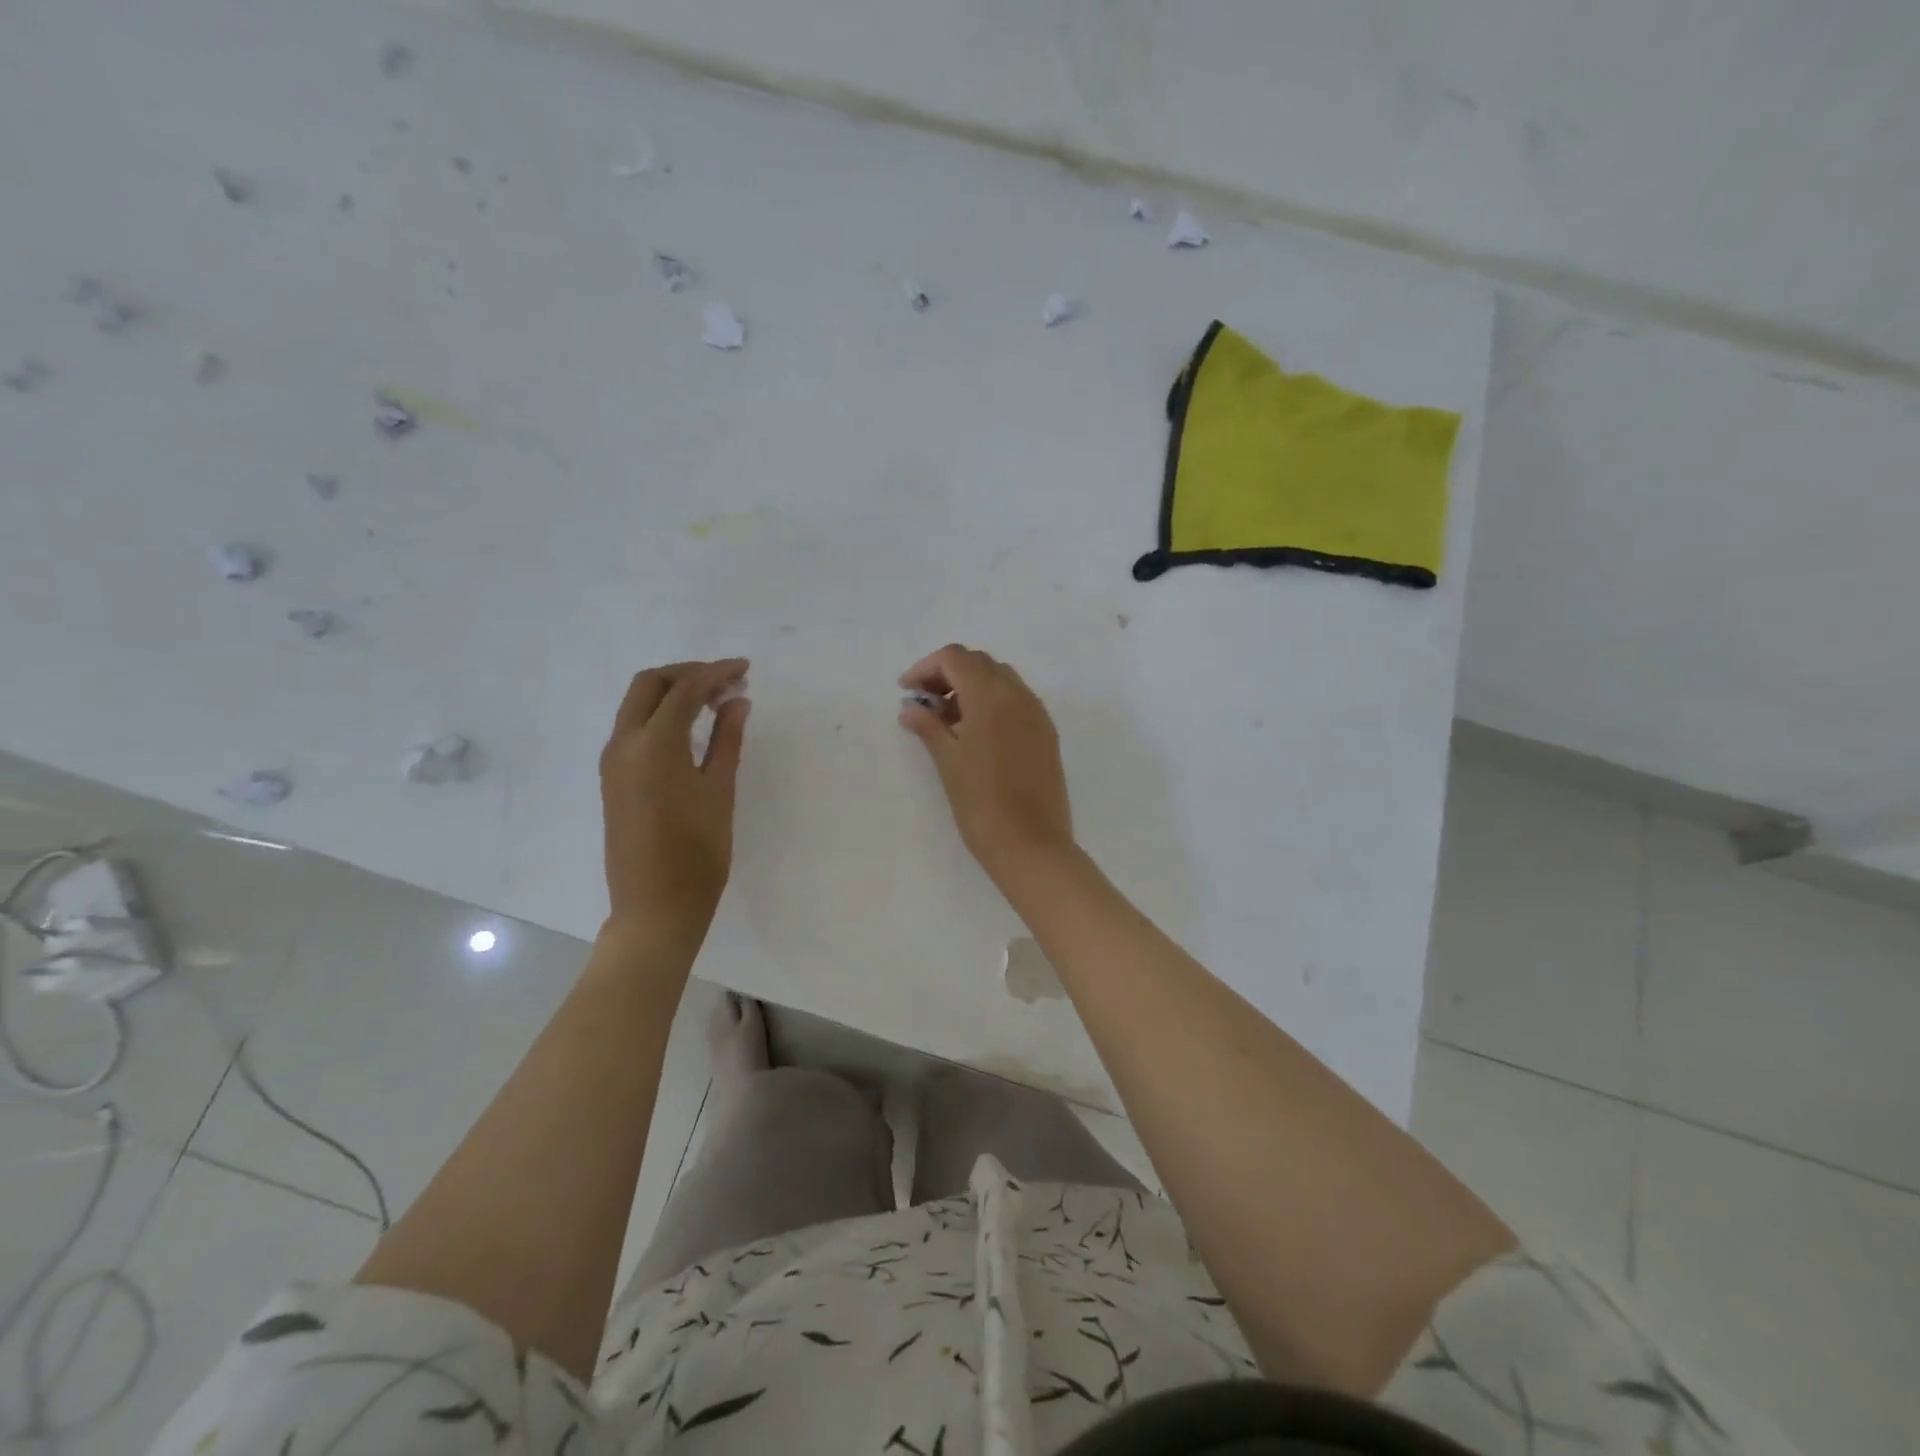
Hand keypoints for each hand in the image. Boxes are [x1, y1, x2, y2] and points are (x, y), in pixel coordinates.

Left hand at [599, 659, 749, 937]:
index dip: (716, 673)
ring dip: (673, 693)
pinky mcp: (612, 779)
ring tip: (716, 703)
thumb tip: (737, 701)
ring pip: (637, 704)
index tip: (745, 670)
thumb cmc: (698, 853)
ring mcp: (613, 762)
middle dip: (688, 674)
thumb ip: (727, 740)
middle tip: (727, 682)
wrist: (655, 908)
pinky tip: (692, 729)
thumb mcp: (720, 792)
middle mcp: (624, 744)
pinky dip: (661, 715)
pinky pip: (634, 728)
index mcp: (653, 745)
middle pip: (650, 685)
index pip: (684, 690)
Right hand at [899, 644, 1074, 879]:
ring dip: (972, 687)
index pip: (955, 658)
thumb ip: (928, 726)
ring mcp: (1037, 714)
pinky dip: (993, 704)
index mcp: (991, 695)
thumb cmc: (981, 802)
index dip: (926, 668)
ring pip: (1001, 680)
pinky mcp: (1046, 734)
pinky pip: (1017, 702)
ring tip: (948, 721)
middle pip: (980, 663)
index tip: (907, 691)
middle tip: (925, 703)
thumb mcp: (948, 761)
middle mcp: (1019, 695)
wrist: (1031, 844)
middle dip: (948, 674)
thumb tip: (910, 708)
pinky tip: (976, 734)